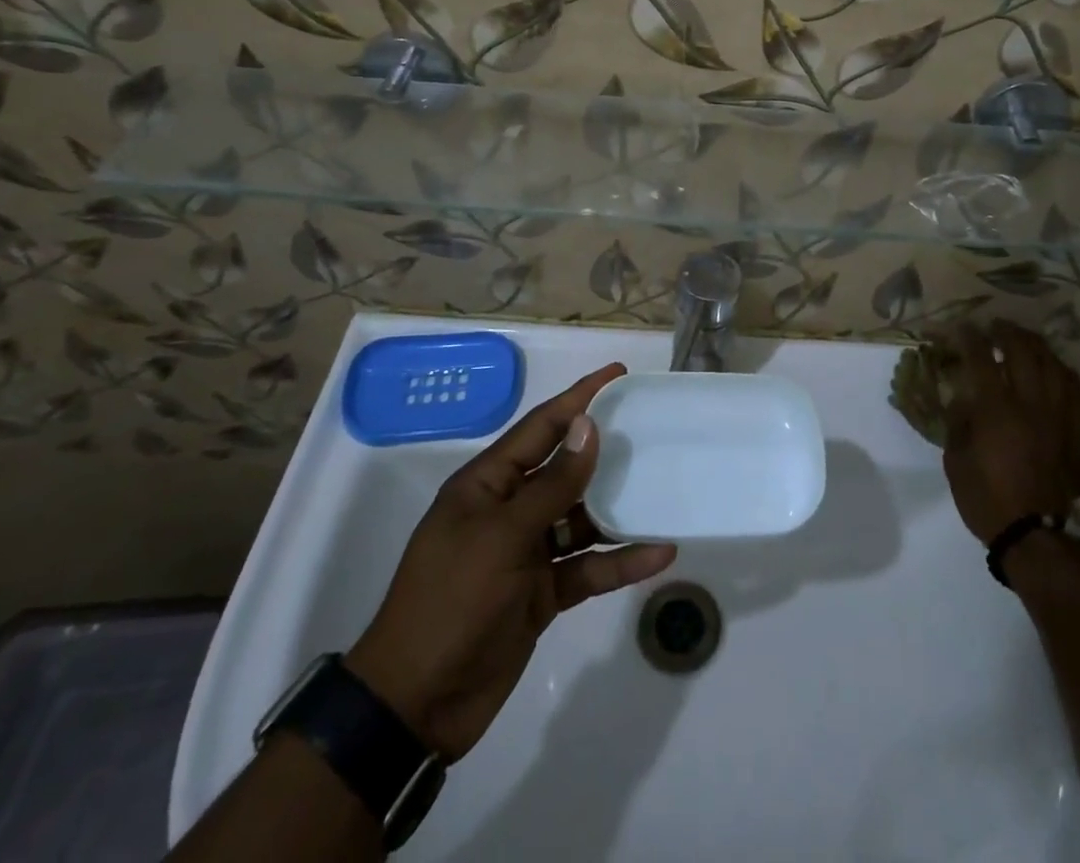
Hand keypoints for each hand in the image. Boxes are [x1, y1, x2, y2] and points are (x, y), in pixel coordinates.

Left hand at [346, 364, 676, 761]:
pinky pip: (589, 567)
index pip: (541, 427)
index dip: (579, 398)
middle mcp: (510, 509)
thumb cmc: (451, 602)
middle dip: (605, 449)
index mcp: (488, 484)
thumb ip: (552, 485)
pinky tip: (659, 553)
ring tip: (664, 489)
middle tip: (652, 427)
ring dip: (619, 509)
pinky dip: (620, 562)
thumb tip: (587, 427)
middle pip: (566, 468)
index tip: (618, 374)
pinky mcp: (543, 593)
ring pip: (583, 518)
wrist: (415, 705)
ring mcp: (527, 552)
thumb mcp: (502, 536)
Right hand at [942, 322, 1079, 546]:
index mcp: (996, 409)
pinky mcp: (1079, 432)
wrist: (1038, 538)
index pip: (981, 358)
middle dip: (1006, 332)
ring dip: (1036, 346)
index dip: (969, 338)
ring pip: (1053, 365)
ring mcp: (1060, 416)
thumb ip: (958, 422)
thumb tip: (962, 397)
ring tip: (1025, 341)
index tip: (961, 328)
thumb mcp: (955, 460)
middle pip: (1023, 351)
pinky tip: (1056, 371)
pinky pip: (1076, 390)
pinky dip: (1063, 373)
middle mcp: (1031, 403)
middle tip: (995, 327)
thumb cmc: (988, 500)